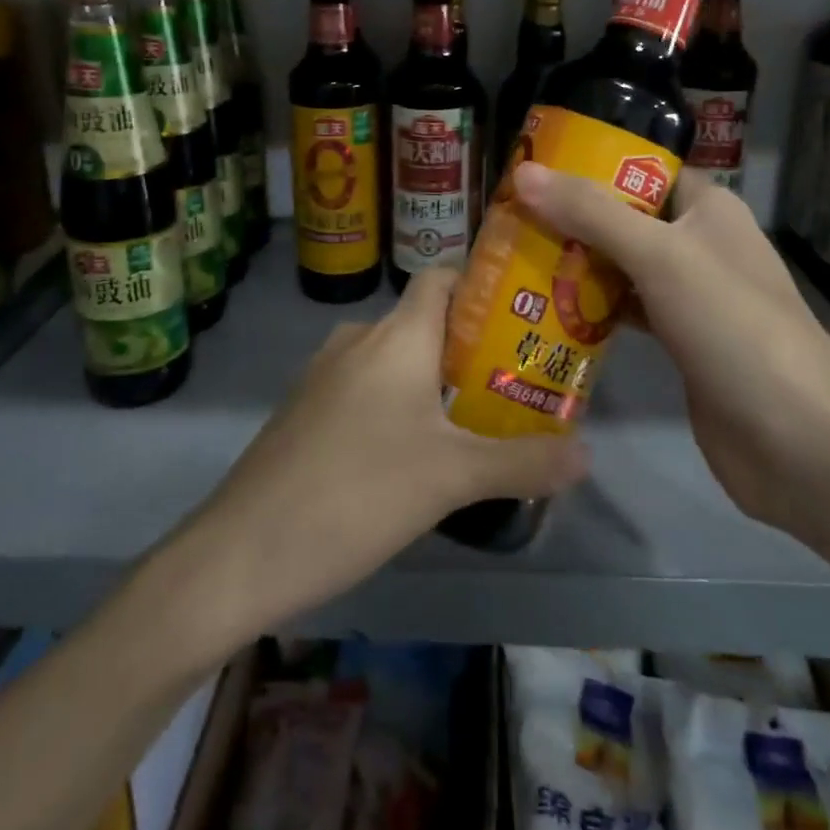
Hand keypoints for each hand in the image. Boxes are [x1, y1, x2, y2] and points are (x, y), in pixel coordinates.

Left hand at [186, 268, 588, 625]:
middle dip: (473, 344)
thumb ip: (522, 463)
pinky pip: (366, 387)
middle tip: (520, 377)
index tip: (526, 310)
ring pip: (395, 359)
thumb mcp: (451, 480)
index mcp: (396, 336)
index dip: (483, 283)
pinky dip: (398, 402)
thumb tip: (588, 453)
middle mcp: (358, 340)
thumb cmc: (357, 494)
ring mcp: (324, 374)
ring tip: (479, 417)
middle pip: (426, 321)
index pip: (443, 277)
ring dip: (436, 379)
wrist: (242, 552)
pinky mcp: (306, 410)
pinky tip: (416, 451)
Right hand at [512, 163, 829, 530]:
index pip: (643, 170)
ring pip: (622, 267)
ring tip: (514, 261)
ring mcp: (691, 297)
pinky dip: (591, 311)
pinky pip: (626, 312)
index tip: (533, 172)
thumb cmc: (732, 325)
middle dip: (571, 220)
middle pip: (625, 219)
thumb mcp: (659, 256)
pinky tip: (546, 314)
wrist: (797, 438)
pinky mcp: (680, 343)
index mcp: (707, 209)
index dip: (591, 165)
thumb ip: (591, 213)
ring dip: (576, 266)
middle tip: (509, 222)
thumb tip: (524, 173)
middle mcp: (699, 245)